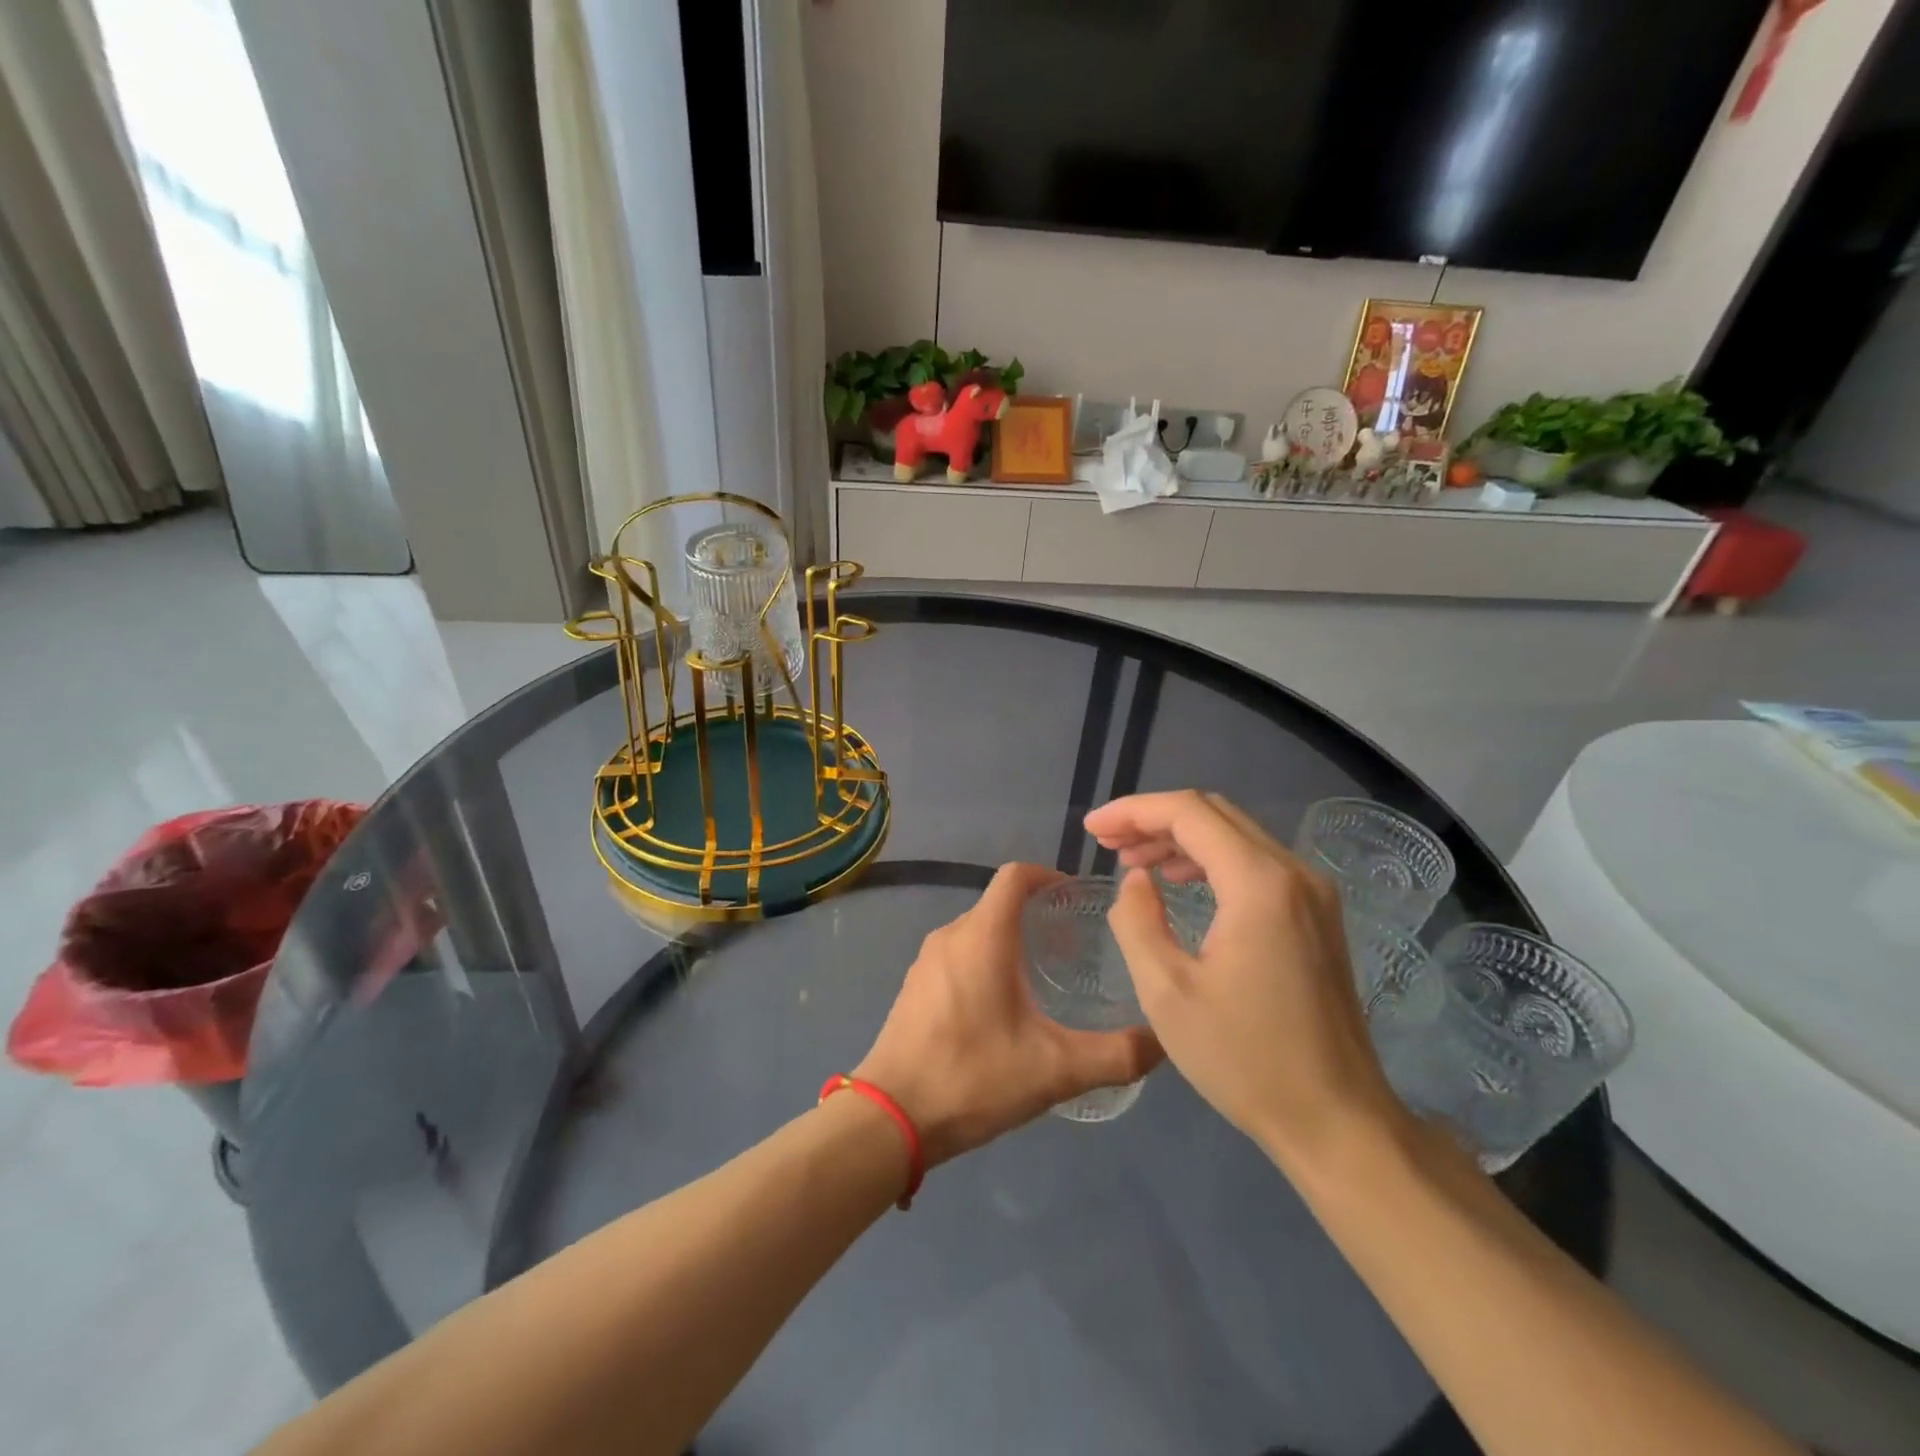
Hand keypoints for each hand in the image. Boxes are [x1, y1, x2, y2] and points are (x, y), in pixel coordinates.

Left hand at [854, 863, 1162, 1167]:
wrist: (889, 1118)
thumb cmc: (972, 1077)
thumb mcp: (1054, 1070)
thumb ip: (1115, 1055)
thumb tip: (1164, 1041)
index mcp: (982, 936)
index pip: (1015, 876)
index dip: (1049, 876)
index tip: (1078, 897)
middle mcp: (951, 935)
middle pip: (998, 904)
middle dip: (1036, 915)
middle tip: (1075, 946)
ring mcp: (926, 961)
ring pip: (977, 931)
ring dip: (1010, 940)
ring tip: (1046, 976)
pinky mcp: (914, 987)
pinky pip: (958, 955)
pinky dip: (986, 961)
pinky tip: (1004, 1007)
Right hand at [1087, 791, 1405, 1169]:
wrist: (1337, 1121)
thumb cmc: (1245, 1060)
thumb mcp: (1166, 993)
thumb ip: (1137, 921)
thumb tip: (1136, 879)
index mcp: (1259, 884)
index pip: (1189, 813)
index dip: (1133, 811)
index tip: (1092, 830)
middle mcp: (1294, 873)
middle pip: (1214, 814)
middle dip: (1154, 820)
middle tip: (1106, 843)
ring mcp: (1313, 893)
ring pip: (1236, 835)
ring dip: (1180, 838)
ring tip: (1133, 861)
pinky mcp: (1317, 915)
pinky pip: (1255, 863)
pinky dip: (1210, 860)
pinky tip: (1180, 882)